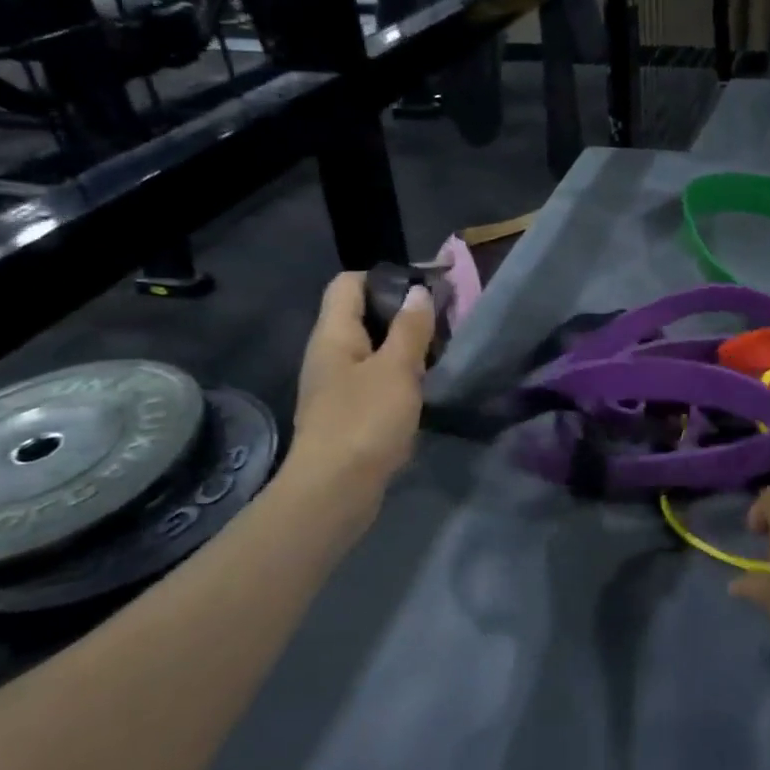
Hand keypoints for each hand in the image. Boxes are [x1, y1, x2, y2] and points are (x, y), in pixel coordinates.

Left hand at [288, 271, 433, 489]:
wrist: (334, 492)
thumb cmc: (365, 421)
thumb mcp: (397, 369)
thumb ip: (410, 328)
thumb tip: (418, 291)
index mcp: (333, 334)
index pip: (349, 283)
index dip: (384, 277)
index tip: (424, 289)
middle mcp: (328, 354)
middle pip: (361, 315)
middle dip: (401, 314)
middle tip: (441, 323)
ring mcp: (335, 387)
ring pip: (370, 351)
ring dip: (402, 348)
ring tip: (438, 354)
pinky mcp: (346, 414)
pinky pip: (373, 380)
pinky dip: (396, 377)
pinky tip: (421, 389)